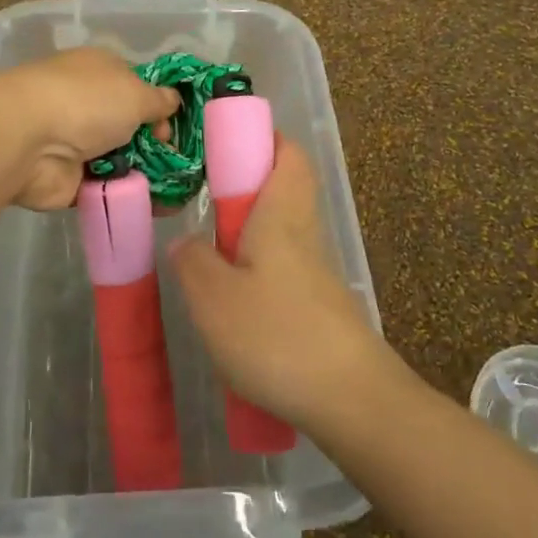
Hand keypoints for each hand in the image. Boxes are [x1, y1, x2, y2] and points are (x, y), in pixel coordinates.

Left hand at [0, 48, 179, 210]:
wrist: (27, 142)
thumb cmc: (85, 102)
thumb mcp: (136, 92)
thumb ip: (159, 100)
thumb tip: (172, 101)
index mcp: (99, 71)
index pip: (136, 86)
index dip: (159, 107)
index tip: (174, 127)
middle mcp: (86, 103)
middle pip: (130, 126)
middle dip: (156, 144)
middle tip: (178, 162)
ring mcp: (75, 142)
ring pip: (121, 159)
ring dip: (145, 173)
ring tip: (177, 190)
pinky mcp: (68, 179)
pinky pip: (107, 189)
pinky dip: (127, 197)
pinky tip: (157, 207)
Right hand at [167, 137, 390, 430]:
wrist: (351, 400)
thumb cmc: (277, 335)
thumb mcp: (213, 298)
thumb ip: (192, 262)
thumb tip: (186, 242)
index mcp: (282, 215)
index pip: (288, 154)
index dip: (264, 137)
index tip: (229, 140)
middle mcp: (305, 235)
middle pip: (285, 191)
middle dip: (248, 188)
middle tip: (205, 203)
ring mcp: (317, 274)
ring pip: (282, 233)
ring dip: (249, 235)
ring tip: (208, 260)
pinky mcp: (321, 309)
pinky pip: (284, 272)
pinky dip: (258, 273)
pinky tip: (234, 306)